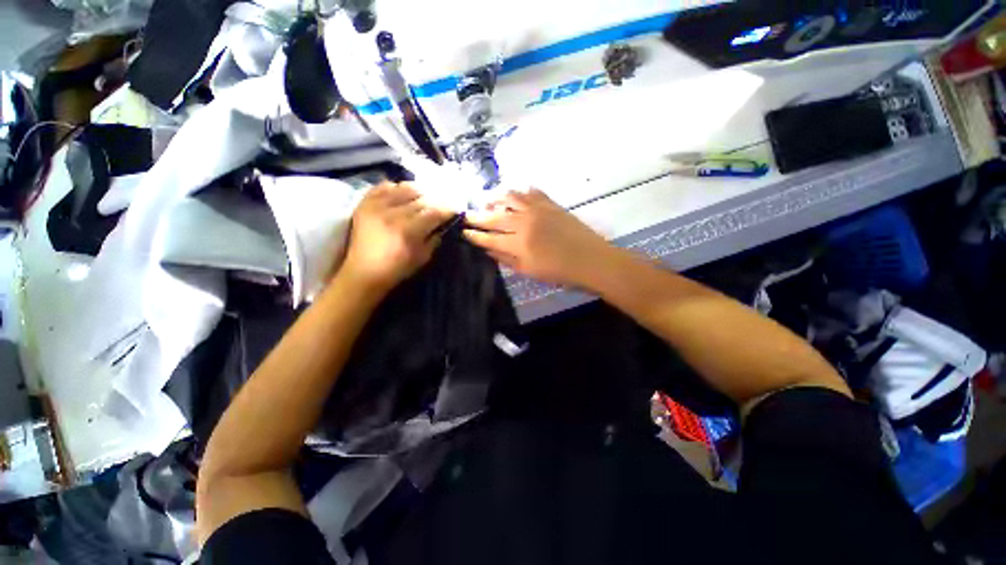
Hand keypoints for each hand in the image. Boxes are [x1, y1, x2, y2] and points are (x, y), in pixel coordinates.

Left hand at [341, 182, 452, 294]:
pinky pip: (384, 185)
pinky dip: (396, 187)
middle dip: (436, 201)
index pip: (434, 212)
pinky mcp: (365, 203)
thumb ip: (435, 238)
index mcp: (409, 230)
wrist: (364, 271)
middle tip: (441, 205)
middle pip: (422, 198)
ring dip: (418, 192)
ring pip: (404, 187)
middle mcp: (393, 214)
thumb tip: (442, 225)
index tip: (455, 210)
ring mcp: (377, 205)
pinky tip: (402, 195)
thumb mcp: (423, 258)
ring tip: (423, 198)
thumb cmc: (397, 269)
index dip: (448, 209)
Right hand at [463, 189, 613, 288]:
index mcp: (518, 244)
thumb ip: (506, 259)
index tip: (464, 232)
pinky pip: (531, 192)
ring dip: (496, 198)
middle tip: (467, 215)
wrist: (591, 260)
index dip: (475, 235)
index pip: (489, 237)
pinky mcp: (551, 203)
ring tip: (488, 200)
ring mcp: (538, 210)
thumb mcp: (529, 271)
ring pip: (510, 198)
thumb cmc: (560, 272)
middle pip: (495, 217)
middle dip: (478, 216)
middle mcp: (524, 223)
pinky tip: (515, 193)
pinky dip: (520, 191)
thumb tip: (488, 249)